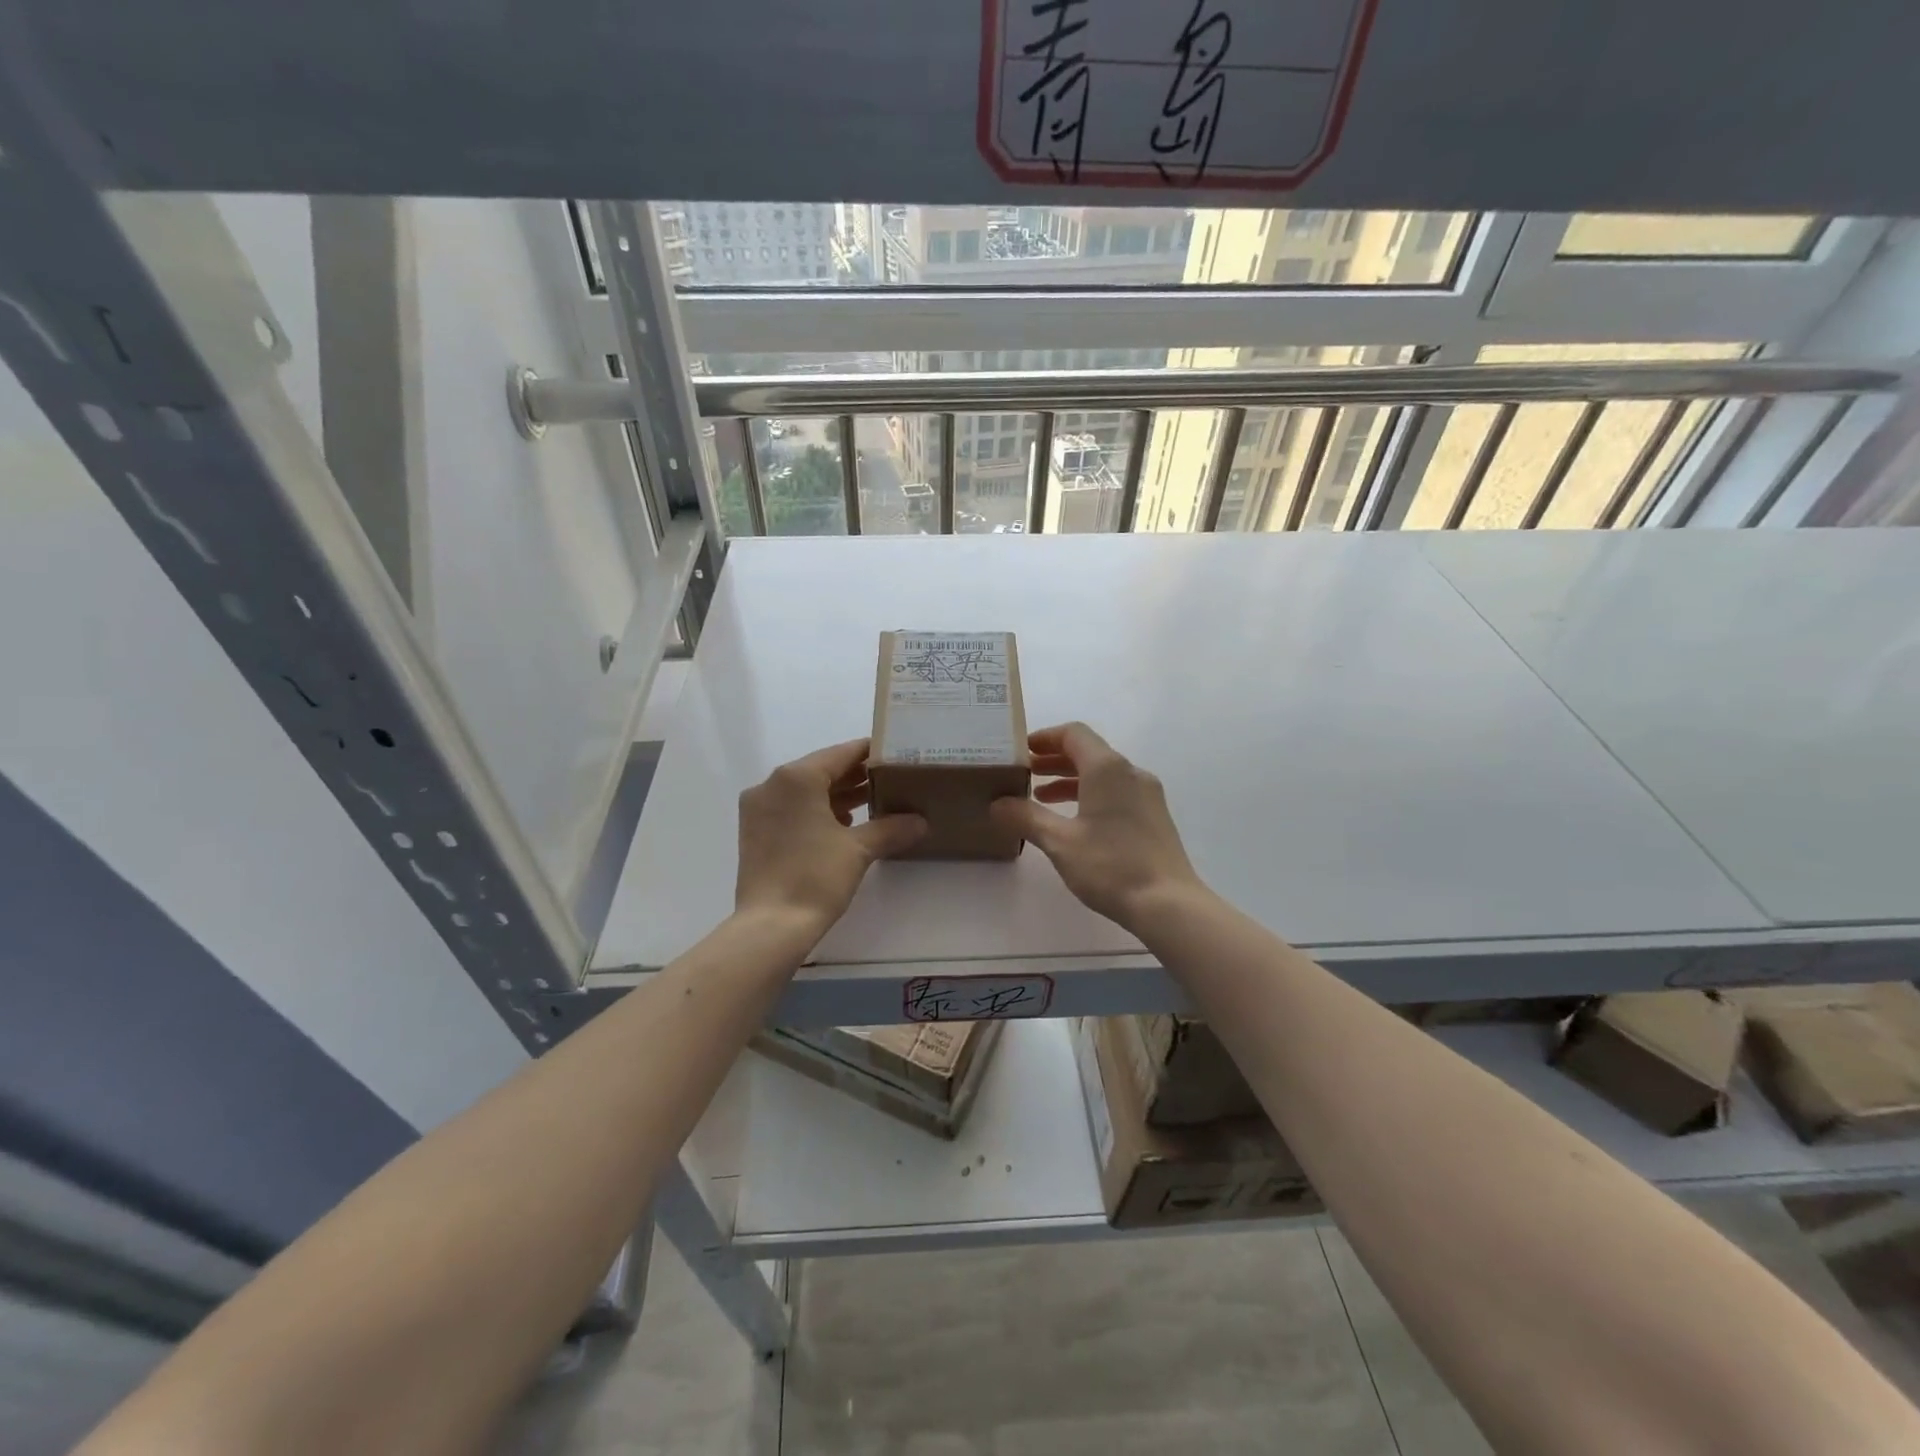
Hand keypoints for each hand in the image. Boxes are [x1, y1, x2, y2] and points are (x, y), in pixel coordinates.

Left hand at [735, 739, 925, 933]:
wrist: (771, 926)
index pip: (840, 754)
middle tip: (889, 780)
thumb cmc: (815, 877)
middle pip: (821, 770)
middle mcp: (772, 784)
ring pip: (805, 791)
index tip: (894, 755)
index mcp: (796, 778)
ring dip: (837, 795)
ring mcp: (758, 808)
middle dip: (855, 776)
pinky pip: (791, 808)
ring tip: (873, 802)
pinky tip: (843, 824)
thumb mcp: (859, 849)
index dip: (869, 753)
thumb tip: (920, 821)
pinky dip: (816, 811)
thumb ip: (890, 828)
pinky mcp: (754, 831)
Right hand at [989, 722, 1202, 931]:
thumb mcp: (1059, 842)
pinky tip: (1073, 820)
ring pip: (1102, 774)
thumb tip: (997, 804)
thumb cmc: (1110, 866)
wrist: (1168, 904)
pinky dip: (1090, 795)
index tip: (1021, 751)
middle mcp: (1130, 772)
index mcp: (1107, 768)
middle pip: (1088, 751)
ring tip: (1041, 798)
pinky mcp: (1153, 816)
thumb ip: (1026, 817)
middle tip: (1024, 774)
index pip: (1073, 734)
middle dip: (1054, 760)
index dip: (1045, 737)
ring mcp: (1146, 794)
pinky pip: (1116, 791)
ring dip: (1070, 779)